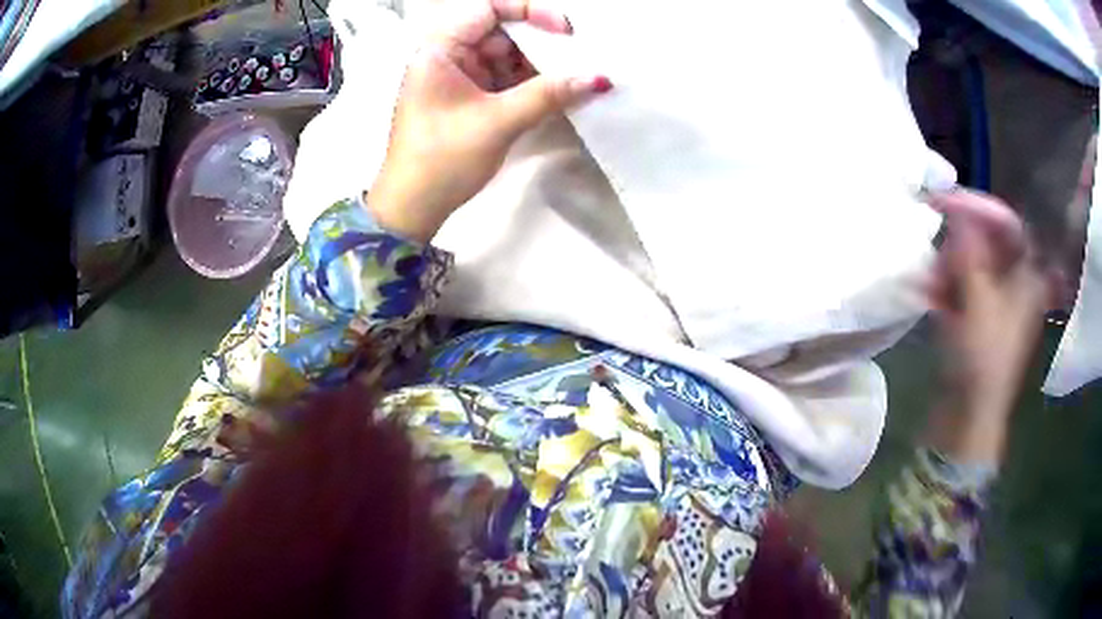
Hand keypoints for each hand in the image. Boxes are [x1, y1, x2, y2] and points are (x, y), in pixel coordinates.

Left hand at [368, 0, 612, 242]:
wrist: (412, 208)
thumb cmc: (443, 159)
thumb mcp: (498, 122)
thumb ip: (549, 94)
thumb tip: (599, 78)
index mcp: (440, 48)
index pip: (488, 8)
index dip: (529, 10)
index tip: (564, 30)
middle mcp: (447, 55)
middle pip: (501, 32)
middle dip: (540, 43)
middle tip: (580, 56)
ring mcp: (458, 77)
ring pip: (506, 57)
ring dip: (539, 66)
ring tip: (577, 75)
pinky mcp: (467, 98)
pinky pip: (504, 79)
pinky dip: (530, 84)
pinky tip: (559, 90)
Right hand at [927, 190, 1045, 463]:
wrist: (969, 418)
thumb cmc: (984, 361)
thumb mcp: (979, 304)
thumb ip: (969, 255)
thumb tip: (957, 212)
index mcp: (1027, 279)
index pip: (1008, 225)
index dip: (980, 209)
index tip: (948, 201)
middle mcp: (1014, 284)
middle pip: (988, 243)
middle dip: (960, 242)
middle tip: (935, 243)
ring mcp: (996, 302)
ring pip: (972, 266)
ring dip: (948, 267)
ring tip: (928, 278)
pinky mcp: (979, 318)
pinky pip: (963, 289)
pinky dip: (945, 288)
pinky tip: (928, 294)